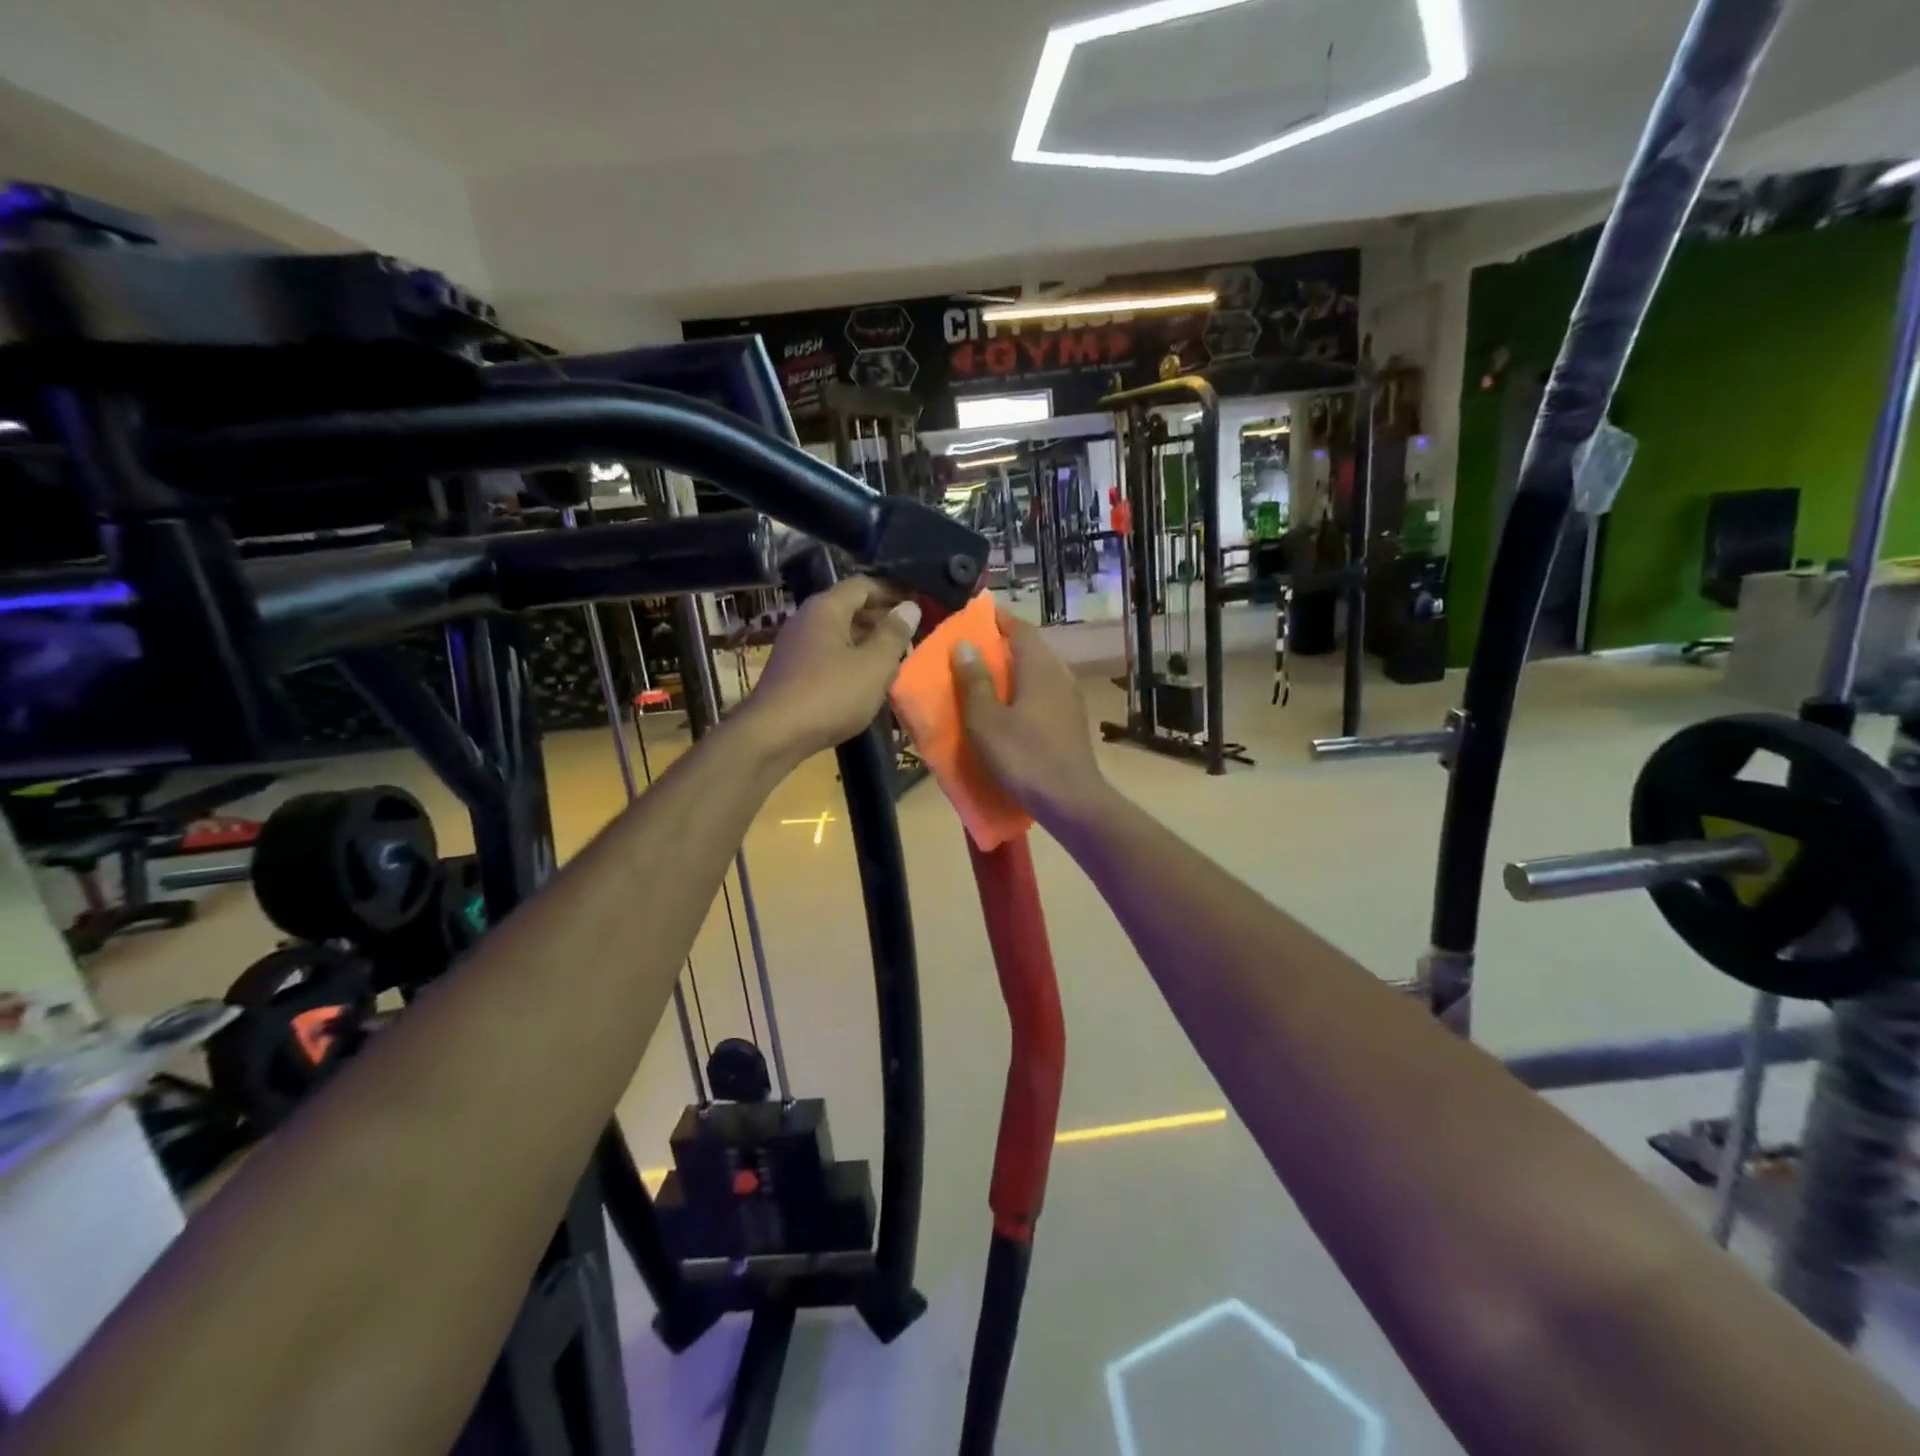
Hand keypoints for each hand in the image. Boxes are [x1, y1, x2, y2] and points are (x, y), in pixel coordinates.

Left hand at [743, 577, 921, 761]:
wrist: (773, 735)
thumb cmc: (830, 695)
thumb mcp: (874, 665)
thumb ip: (894, 635)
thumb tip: (909, 607)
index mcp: (826, 608)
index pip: (863, 585)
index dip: (892, 592)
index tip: (917, 605)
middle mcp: (806, 619)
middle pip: (849, 607)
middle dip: (881, 618)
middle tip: (911, 634)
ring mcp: (795, 646)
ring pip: (838, 633)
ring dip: (867, 641)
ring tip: (894, 658)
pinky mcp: (791, 671)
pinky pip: (827, 654)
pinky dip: (849, 659)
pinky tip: (865, 679)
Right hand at [952, 605, 1108, 825]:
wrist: (1070, 800)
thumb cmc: (1023, 757)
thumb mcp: (985, 721)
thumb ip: (974, 681)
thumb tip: (964, 644)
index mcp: (1039, 667)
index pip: (1019, 628)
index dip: (997, 619)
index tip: (973, 617)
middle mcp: (1059, 674)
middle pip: (1031, 648)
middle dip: (1002, 644)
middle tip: (972, 650)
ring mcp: (1070, 698)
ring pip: (1039, 671)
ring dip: (1014, 670)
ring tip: (986, 679)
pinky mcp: (1072, 720)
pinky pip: (1045, 693)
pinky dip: (1024, 691)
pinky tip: (1009, 709)